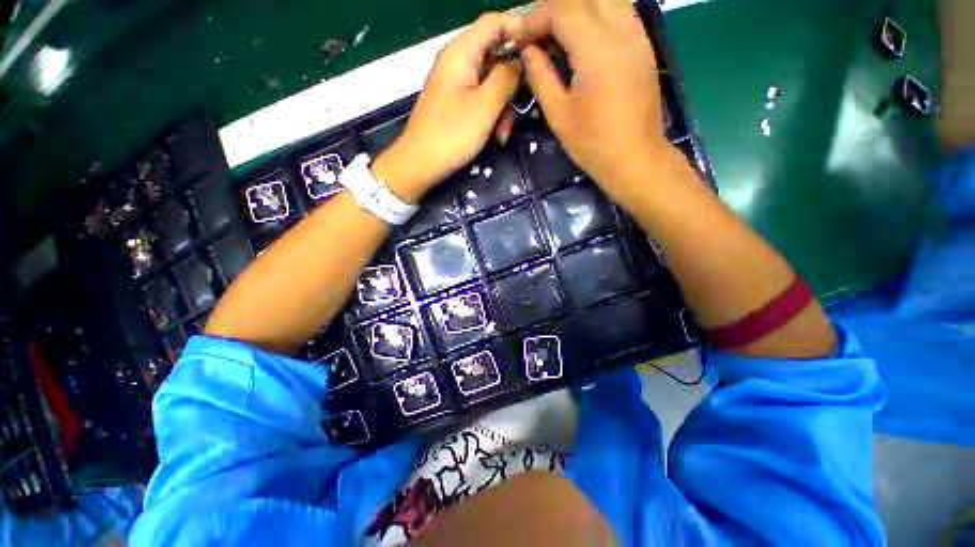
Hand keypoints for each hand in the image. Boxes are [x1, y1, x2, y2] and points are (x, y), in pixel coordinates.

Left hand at [373, 13, 522, 201]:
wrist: (420, 164)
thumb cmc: (452, 134)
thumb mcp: (485, 106)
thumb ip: (506, 78)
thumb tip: (521, 62)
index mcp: (461, 53)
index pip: (494, 22)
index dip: (520, 31)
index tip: (540, 53)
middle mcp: (458, 62)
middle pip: (496, 56)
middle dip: (512, 83)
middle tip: (521, 107)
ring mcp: (457, 84)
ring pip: (491, 83)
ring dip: (503, 107)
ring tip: (502, 133)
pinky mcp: (457, 104)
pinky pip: (482, 100)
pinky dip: (492, 116)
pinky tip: (495, 136)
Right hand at [519, 0, 676, 208]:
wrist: (635, 158)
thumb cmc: (593, 144)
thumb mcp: (558, 114)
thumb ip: (541, 76)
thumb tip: (528, 51)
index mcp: (598, 50)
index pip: (562, 10)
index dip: (535, 19)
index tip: (520, 40)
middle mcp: (622, 31)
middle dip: (553, 10)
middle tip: (536, 36)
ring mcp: (638, 36)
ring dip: (576, 10)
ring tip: (557, 36)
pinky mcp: (644, 45)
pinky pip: (619, 12)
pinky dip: (596, 16)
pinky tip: (582, 40)